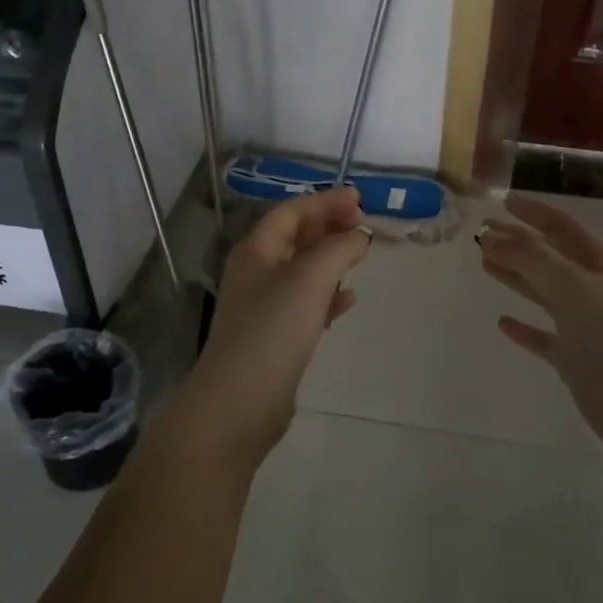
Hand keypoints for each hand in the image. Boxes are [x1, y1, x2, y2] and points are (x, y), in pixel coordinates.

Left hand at [165, 188, 371, 469]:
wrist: (240, 401)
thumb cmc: (273, 329)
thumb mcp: (310, 278)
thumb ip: (339, 249)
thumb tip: (359, 236)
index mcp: (257, 250)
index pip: (291, 212)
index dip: (325, 202)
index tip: (360, 200)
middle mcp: (256, 273)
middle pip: (295, 238)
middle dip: (328, 227)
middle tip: (362, 224)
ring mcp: (264, 306)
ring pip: (302, 271)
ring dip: (330, 259)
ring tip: (360, 256)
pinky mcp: (275, 337)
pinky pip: (305, 304)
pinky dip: (327, 295)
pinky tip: (348, 300)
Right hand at [477, 197, 602, 468]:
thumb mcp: (570, 284)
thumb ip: (530, 257)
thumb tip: (491, 234)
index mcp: (598, 265)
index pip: (562, 227)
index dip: (534, 213)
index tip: (503, 203)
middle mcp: (591, 290)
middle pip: (549, 258)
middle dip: (518, 242)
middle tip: (482, 233)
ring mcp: (583, 326)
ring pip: (543, 293)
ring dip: (515, 276)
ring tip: (485, 263)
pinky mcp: (574, 359)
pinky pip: (543, 337)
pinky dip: (524, 328)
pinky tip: (503, 322)